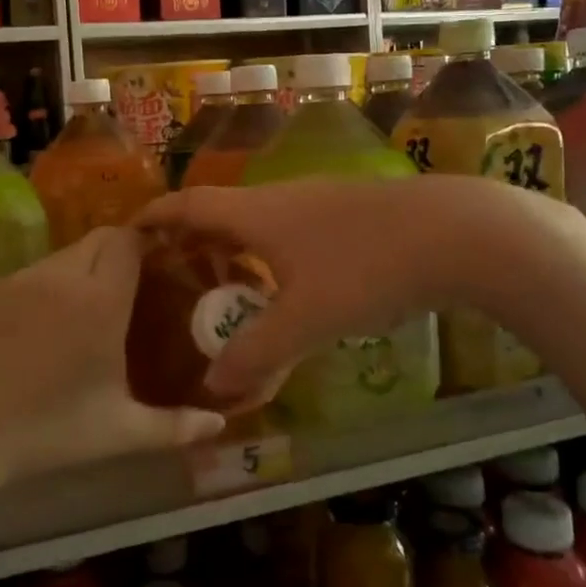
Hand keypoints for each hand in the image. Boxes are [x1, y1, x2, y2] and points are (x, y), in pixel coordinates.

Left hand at [0, 224, 227, 487]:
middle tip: (134, 289)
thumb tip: (219, 424)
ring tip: (92, 308)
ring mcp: (21, 279)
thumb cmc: (46, 430)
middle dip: (122, 251)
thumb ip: (175, 427)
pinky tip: (46, 326)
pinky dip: (52, 284)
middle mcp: (62, 276)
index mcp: (100, 299)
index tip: (163, 263)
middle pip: (100, 238)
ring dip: (85, 268)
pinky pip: (35, 272)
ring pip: (65, 254)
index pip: (129, 240)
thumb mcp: (118, 434)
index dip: (148, 243)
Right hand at [138, 175, 585, 401]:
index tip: (127, 236)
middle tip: (171, 274)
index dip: (154, 217)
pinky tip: (289, 286)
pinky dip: (271, 255)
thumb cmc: (367, 268)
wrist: (459, 233)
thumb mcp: (305, 320)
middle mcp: (281, 198)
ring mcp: (320, 201)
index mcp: (255, 213)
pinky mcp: (351, 212)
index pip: (187, 205)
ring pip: (260, 222)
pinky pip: (291, 230)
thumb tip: (211, 388)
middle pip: (220, 212)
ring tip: (224, 285)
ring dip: (234, 248)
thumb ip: (255, 355)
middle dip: (191, 239)